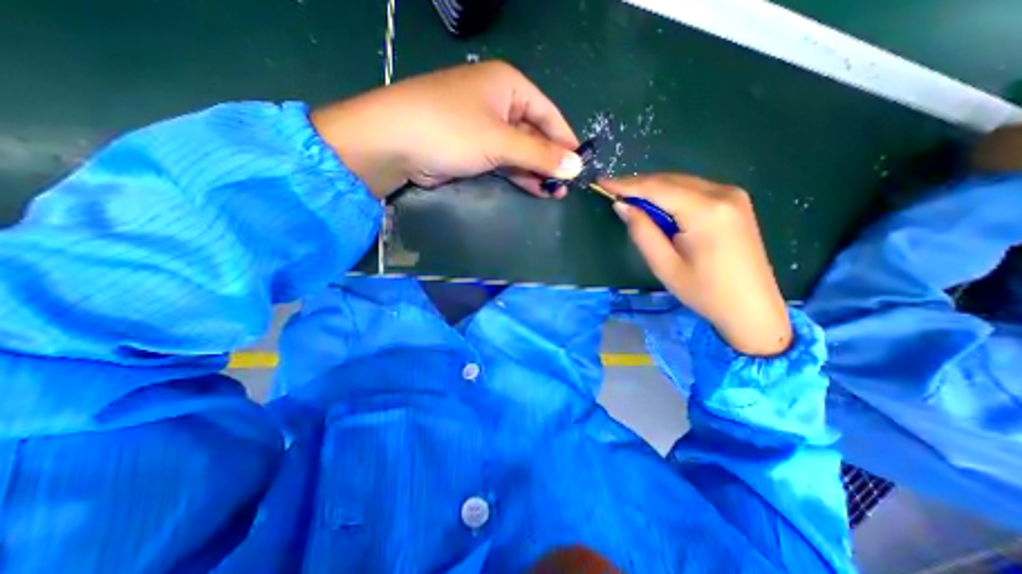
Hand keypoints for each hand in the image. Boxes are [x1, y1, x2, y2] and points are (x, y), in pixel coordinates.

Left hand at [310, 61, 582, 198]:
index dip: (565, 140)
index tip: (580, 165)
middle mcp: (498, 103)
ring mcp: (484, 128)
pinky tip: (534, 189)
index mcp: (508, 86)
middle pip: (534, 134)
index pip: (549, 113)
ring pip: (519, 151)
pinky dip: (518, 175)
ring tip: (554, 192)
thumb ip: (539, 155)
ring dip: (536, 171)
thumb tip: (576, 167)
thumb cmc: (452, 130)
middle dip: (550, 160)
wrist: (395, 143)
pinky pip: (503, 161)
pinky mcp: (473, 149)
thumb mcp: (500, 141)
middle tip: (566, 186)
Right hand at [600, 174, 792, 355]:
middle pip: (670, 180)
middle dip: (638, 184)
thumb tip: (622, 205)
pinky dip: (670, 194)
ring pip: (681, 182)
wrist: (752, 307)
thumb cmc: (704, 291)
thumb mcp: (664, 265)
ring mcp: (733, 195)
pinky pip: (694, 189)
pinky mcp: (735, 202)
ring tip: (629, 199)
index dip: (626, 184)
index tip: (602, 181)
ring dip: (653, 188)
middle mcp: (722, 193)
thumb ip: (641, 231)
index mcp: (705, 210)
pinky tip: (657, 205)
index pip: (656, 187)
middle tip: (611, 191)